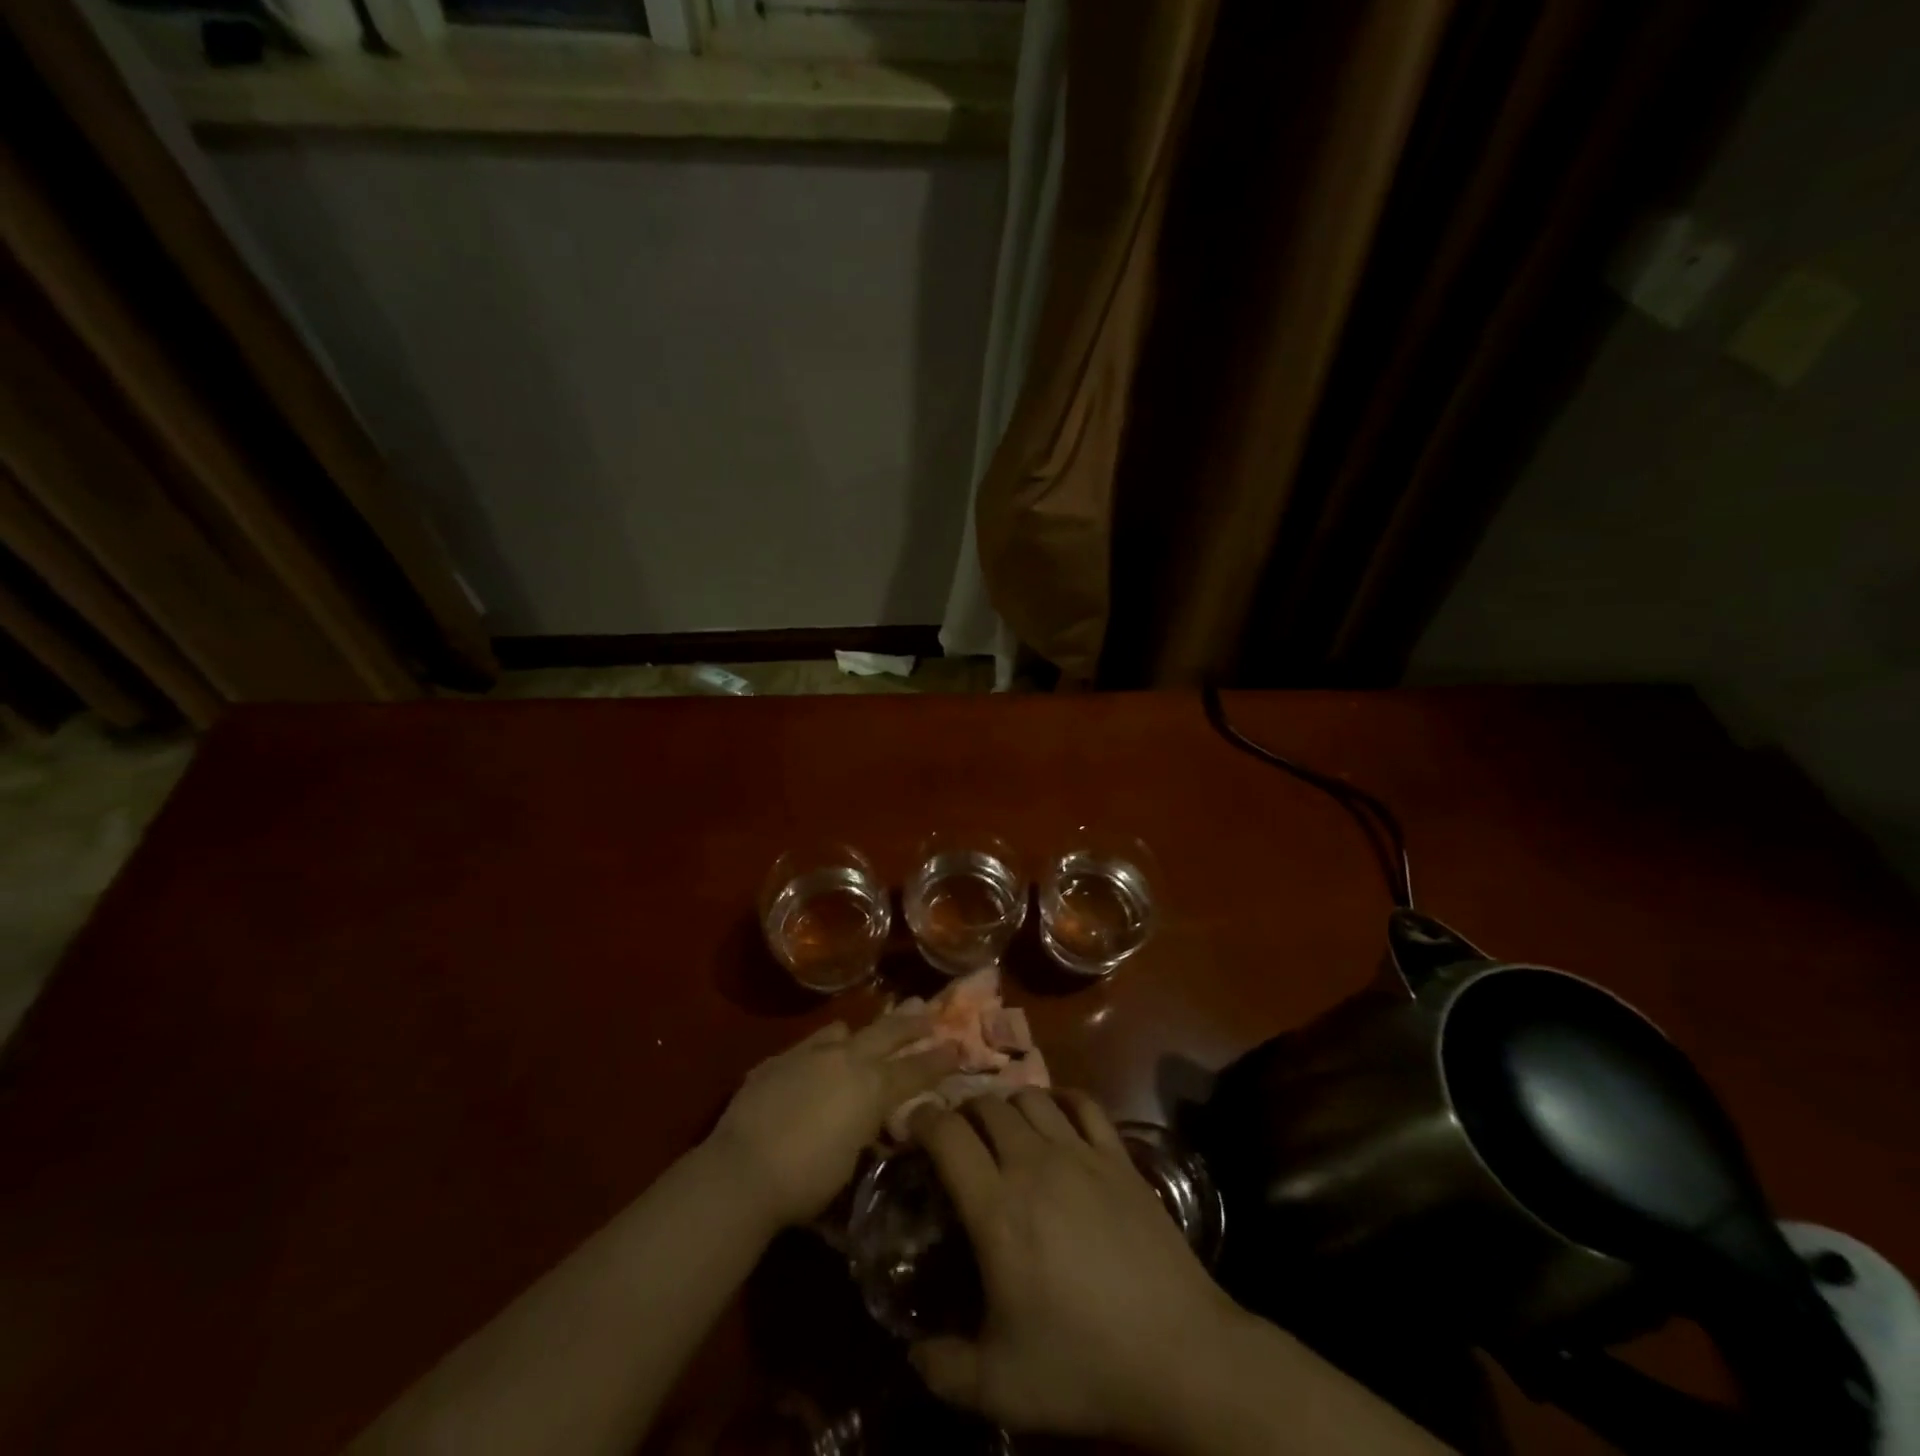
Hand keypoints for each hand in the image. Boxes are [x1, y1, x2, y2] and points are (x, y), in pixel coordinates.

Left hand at [708, 1015, 960, 1228]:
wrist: (742, 1169)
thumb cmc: (806, 1182)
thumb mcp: (851, 1163)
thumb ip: (866, 1132)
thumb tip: (872, 1124)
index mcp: (871, 1087)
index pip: (914, 1071)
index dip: (938, 1060)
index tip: (957, 1046)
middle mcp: (845, 1060)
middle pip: (886, 1033)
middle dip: (911, 1023)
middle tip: (928, 1010)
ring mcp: (809, 1054)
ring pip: (844, 1030)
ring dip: (863, 1029)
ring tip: (870, 1025)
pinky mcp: (777, 1060)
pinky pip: (809, 1044)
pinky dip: (823, 1047)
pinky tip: (819, 1054)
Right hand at [909, 1091, 1244, 1445]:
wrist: (1180, 1354)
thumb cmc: (1084, 1365)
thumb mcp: (999, 1388)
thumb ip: (943, 1369)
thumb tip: (912, 1354)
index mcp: (996, 1208)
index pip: (948, 1135)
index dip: (923, 1119)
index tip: (913, 1126)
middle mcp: (1034, 1164)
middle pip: (988, 1105)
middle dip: (963, 1110)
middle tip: (957, 1135)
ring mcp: (1081, 1154)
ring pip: (1032, 1097)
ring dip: (1007, 1103)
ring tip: (1002, 1126)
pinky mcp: (1119, 1157)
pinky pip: (1085, 1104)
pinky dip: (1062, 1098)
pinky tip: (1057, 1113)